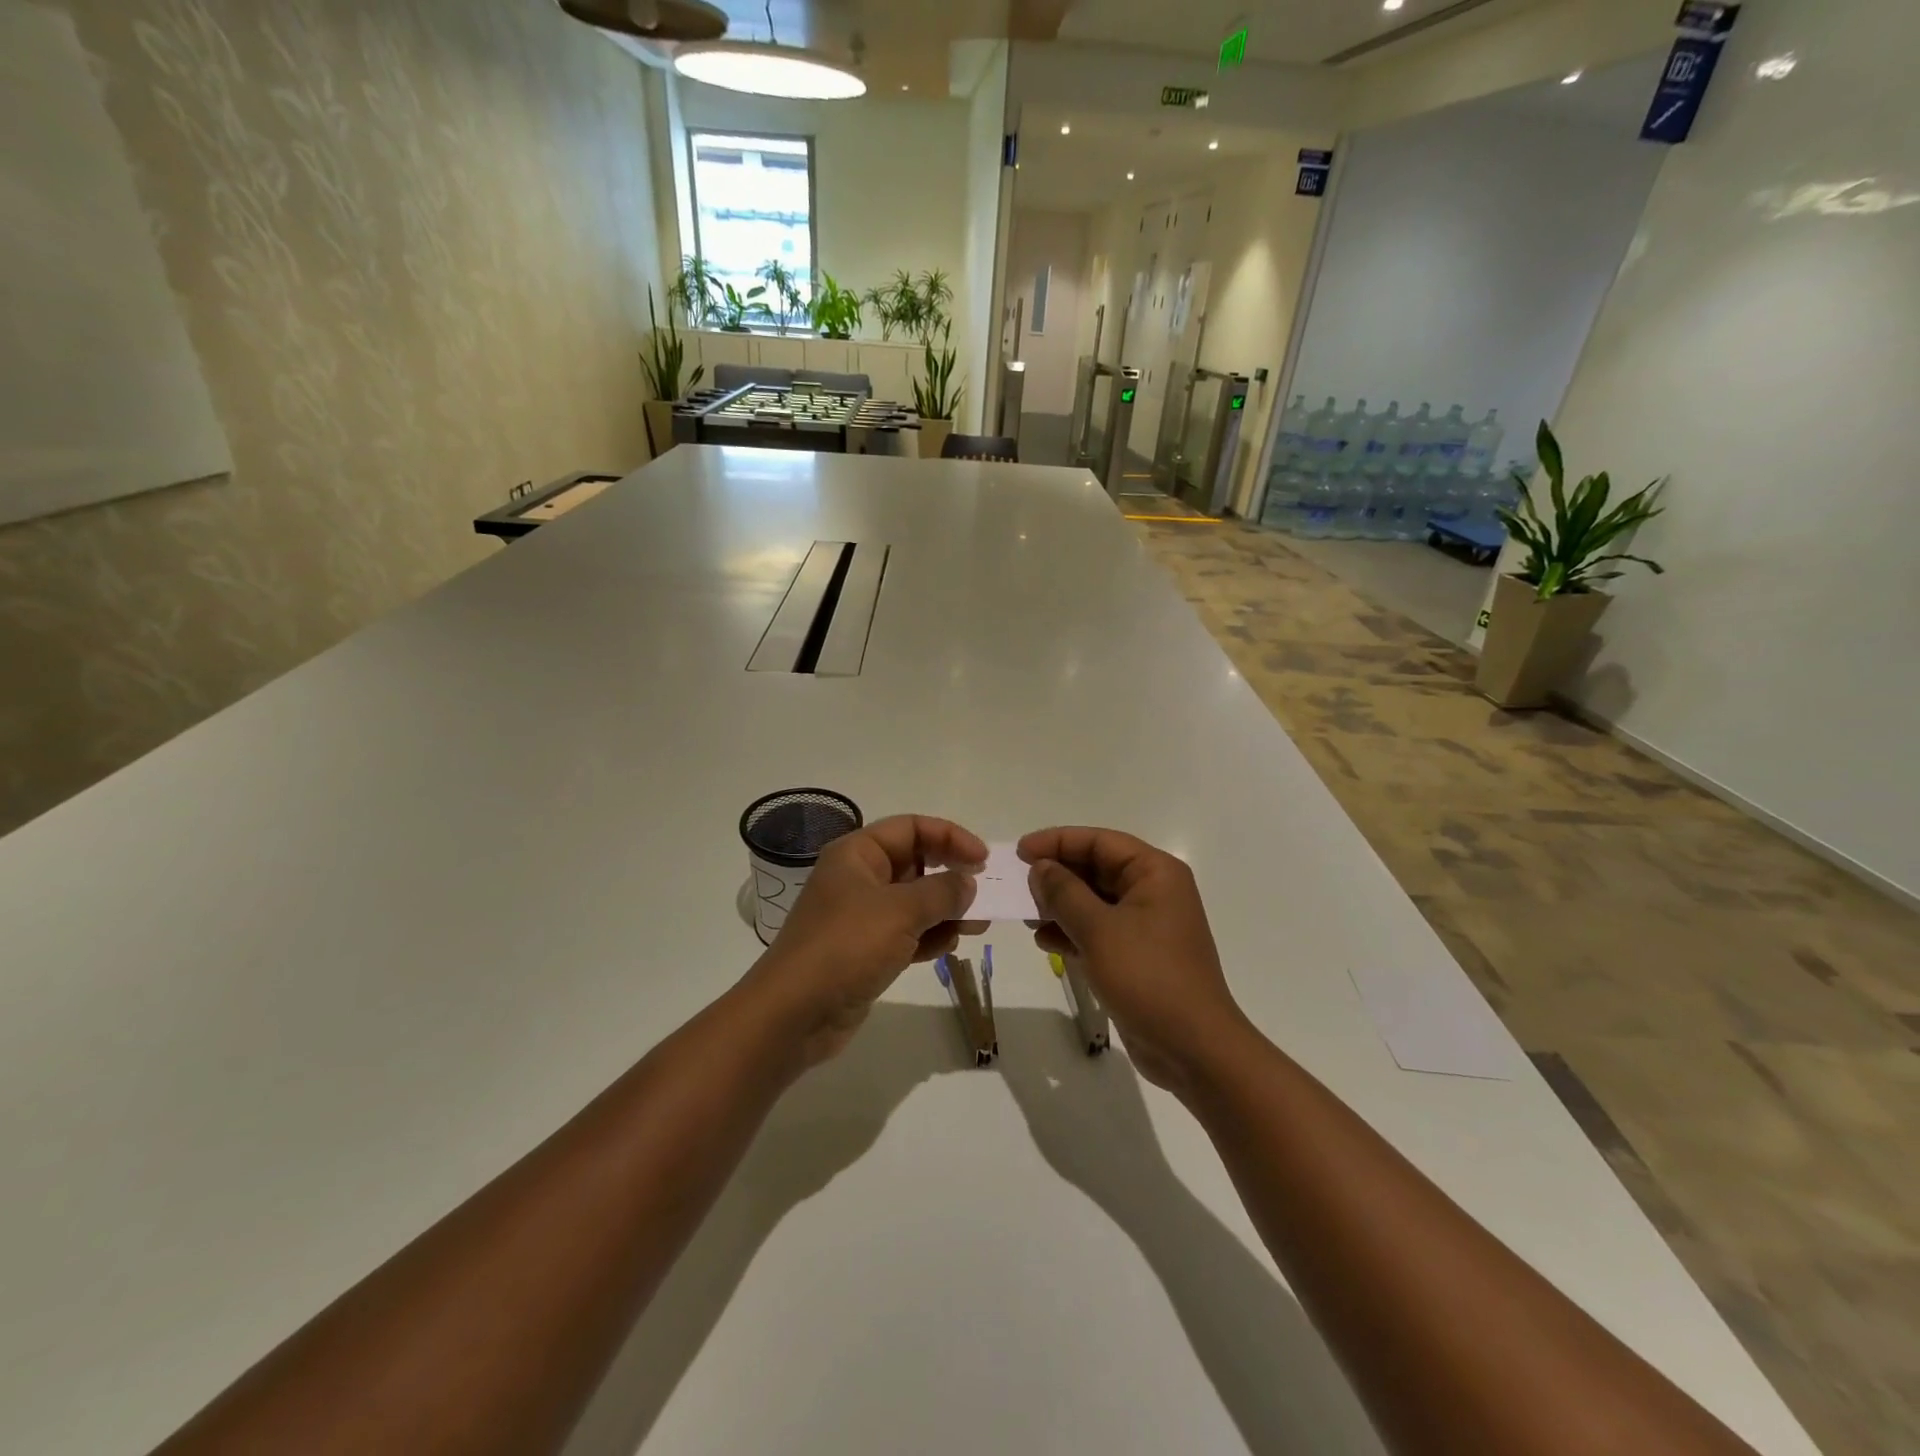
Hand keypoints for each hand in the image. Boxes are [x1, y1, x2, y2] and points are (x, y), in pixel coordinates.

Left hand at [750, 815, 986, 1065]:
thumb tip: (968, 883)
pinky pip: (906, 933)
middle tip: (984, 894)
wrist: (794, 1013)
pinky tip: (948, 947)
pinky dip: (929, 937)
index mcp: (857, 854)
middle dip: (951, 876)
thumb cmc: (846, 947)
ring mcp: (861, 917)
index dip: (950, 837)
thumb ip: (942, 891)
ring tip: (976, 925)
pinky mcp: (865, 951)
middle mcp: (858, 878)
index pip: (911, 828)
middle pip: (915, 863)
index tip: (983, 860)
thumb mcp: (901, 911)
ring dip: (946, 910)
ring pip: (914, 902)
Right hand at [1019, 828, 1251, 1096]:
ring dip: (1060, 905)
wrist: (1193, 1049)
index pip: (1100, 841)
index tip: (1020, 851)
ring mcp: (1146, 925)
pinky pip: (1098, 930)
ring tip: (1026, 916)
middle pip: (1096, 868)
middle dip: (1057, 875)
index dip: (1057, 841)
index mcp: (1154, 873)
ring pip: (1093, 901)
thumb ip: (1064, 893)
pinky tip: (1045, 942)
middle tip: (1017, 884)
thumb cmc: (1148, 977)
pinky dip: (1072, 932)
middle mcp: (1153, 891)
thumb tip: (1040, 867)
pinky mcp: (1137, 955)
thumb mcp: (1099, 930)